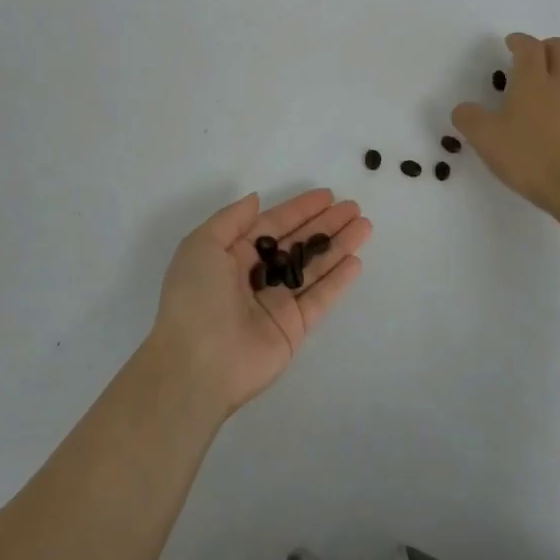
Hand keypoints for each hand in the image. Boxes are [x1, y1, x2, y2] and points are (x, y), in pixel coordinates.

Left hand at [148, 189, 369, 416]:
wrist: (196, 364)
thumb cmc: (195, 297)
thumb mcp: (202, 245)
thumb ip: (232, 219)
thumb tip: (256, 199)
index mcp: (232, 254)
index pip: (273, 224)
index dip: (300, 209)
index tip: (328, 195)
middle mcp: (256, 276)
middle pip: (298, 243)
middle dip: (326, 224)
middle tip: (354, 208)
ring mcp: (276, 302)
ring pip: (313, 267)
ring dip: (338, 246)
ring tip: (365, 226)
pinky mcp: (293, 328)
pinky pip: (319, 298)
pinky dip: (338, 281)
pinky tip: (356, 261)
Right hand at [452, 33, 559, 211]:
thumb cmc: (530, 156)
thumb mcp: (485, 138)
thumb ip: (469, 118)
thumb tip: (464, 109)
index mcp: (534, 80)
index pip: (530, 46)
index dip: (519, 41)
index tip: (510, 44)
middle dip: (546, 46)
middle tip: (529, 59)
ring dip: (557, 75)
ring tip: (537, 96)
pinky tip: (550, 125)